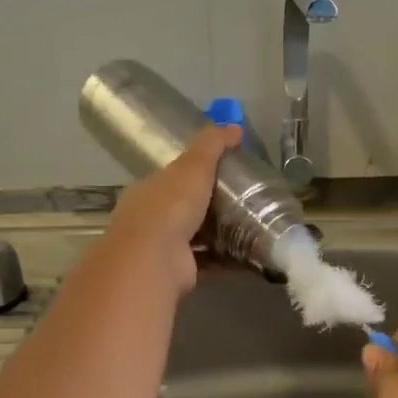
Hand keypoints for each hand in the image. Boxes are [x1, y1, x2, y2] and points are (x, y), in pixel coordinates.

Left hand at [103, 125, 238, 294]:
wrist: (156, 259)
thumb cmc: (170, 206)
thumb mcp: (193, 166)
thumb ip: (212, 145)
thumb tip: (235, 126)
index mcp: (147, 190)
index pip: (170, 178)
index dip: (192, 174)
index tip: (222, 172)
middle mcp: (150, 219)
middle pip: (182, 209)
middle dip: (207, 206)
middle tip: (243, 201)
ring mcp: (162, 248)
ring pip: (194, 237)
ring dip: (218, 234)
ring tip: (250, 227)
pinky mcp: (179, 271)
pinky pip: (207, 261)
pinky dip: (226, 259)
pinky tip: (248, 255)